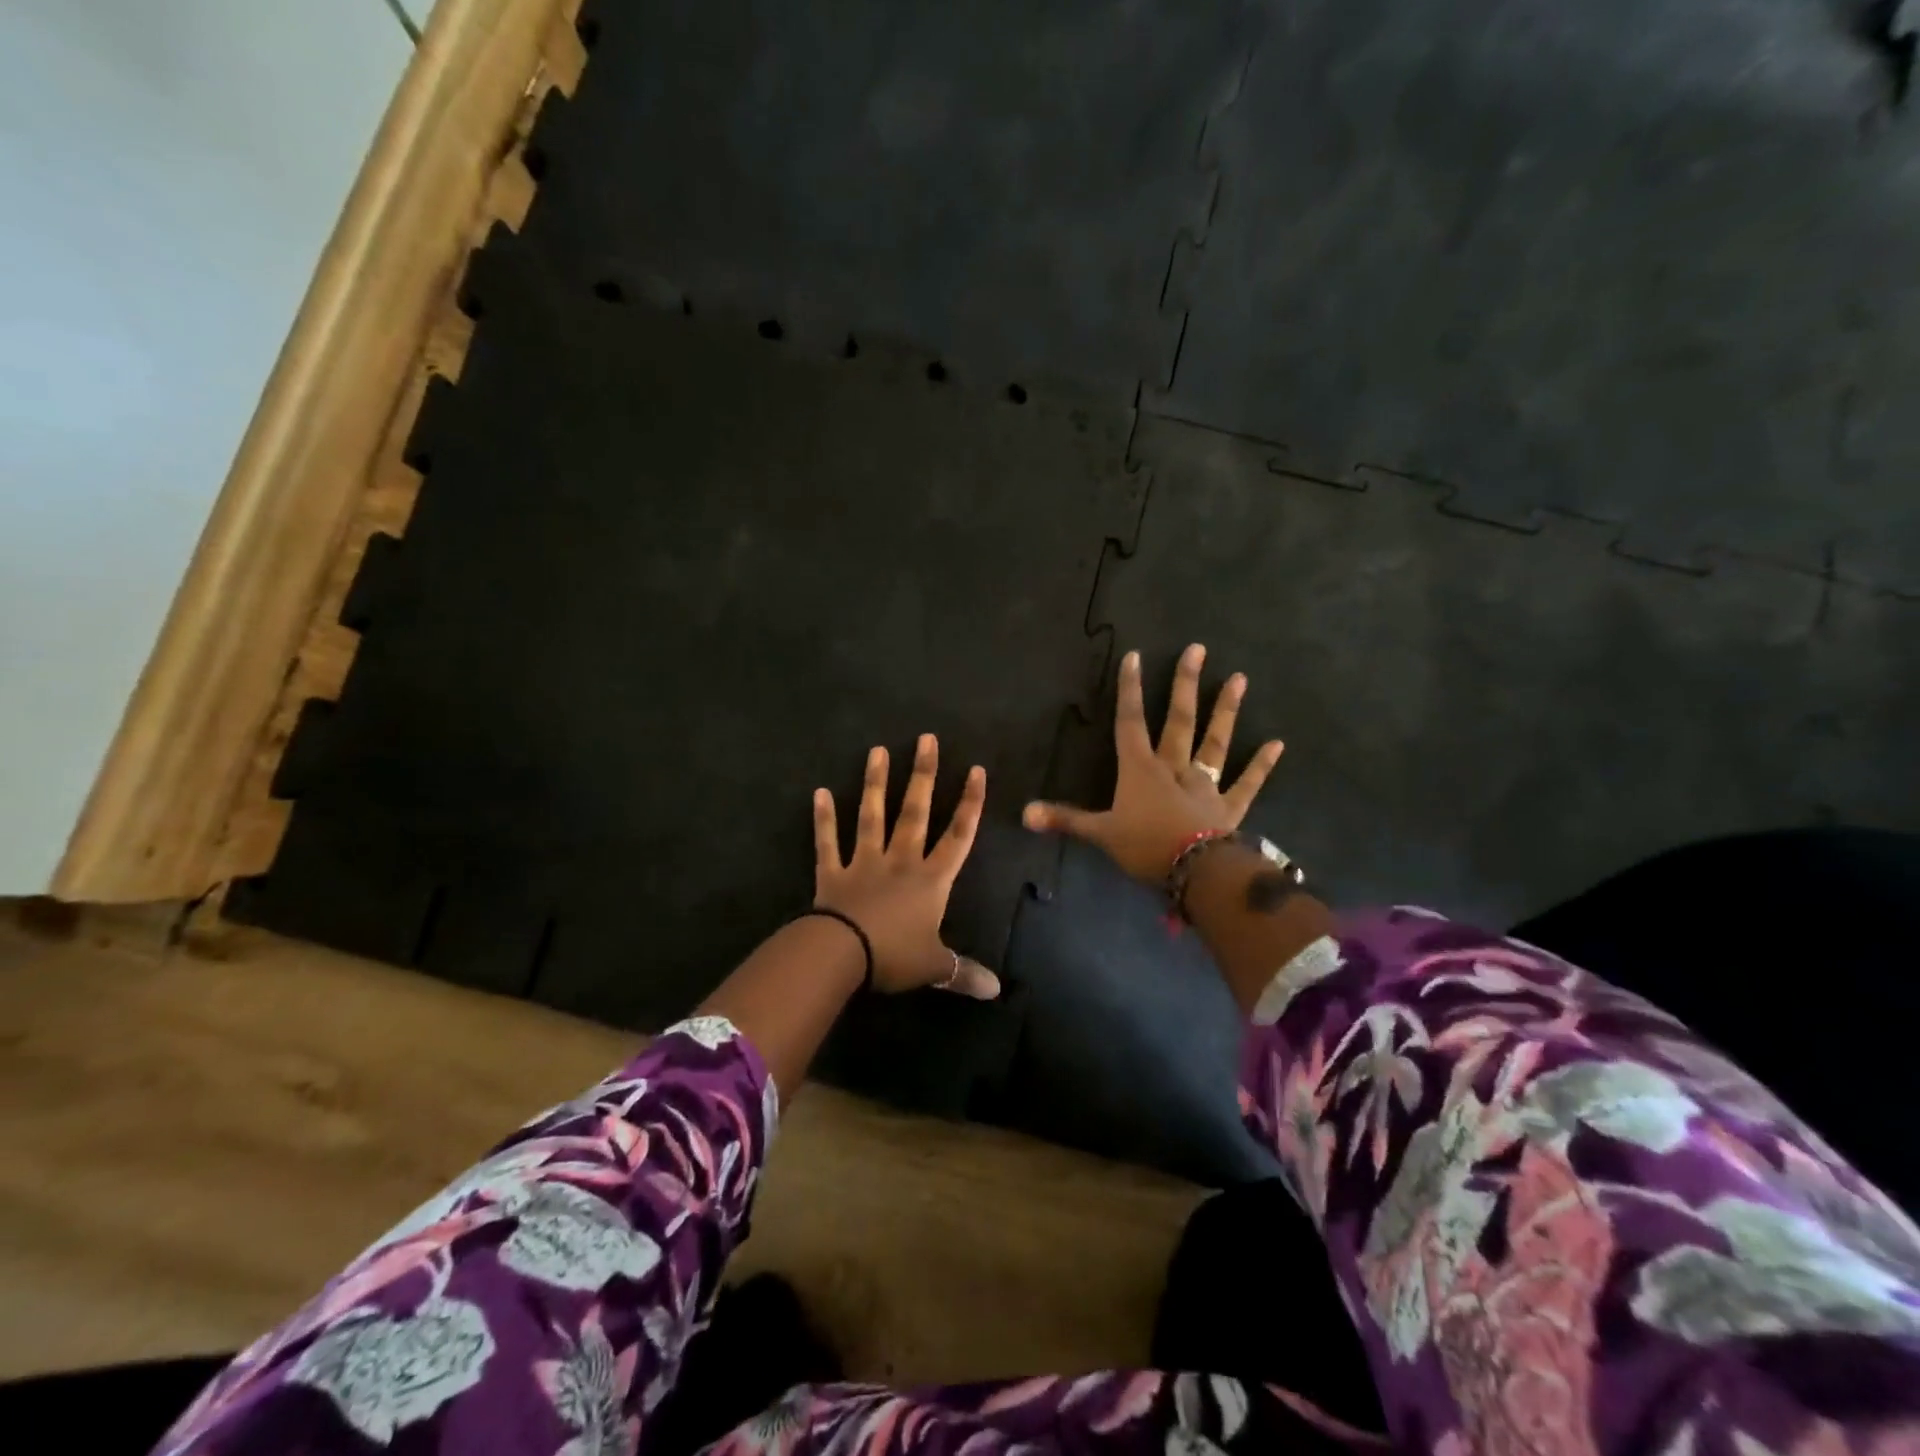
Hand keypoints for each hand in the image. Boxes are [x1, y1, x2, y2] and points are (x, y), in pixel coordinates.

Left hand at [813, 735, 999, 998]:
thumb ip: (964, 973)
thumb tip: (997, 990)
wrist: (843, 955)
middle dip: (923, 775)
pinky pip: (828, 842)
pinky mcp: (833, 872)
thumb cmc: (894, 956)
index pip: (958, 834)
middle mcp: (901, 860)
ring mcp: (865, 862)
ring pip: (872, 816)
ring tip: (877, 750)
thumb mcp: (934, 966)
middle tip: (926, 739)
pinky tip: (820, 792)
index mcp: (931, 879)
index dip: (970, 803)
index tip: (976, 769)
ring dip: (875, 783)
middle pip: (915, 811)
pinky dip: (823, 819)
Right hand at [1022, 643, 1283, 883]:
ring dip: (1225, 711)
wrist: (1196, 872)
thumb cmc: (1146, 847)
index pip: (1130, 723)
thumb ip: (1065, 819)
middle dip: (1185, 685)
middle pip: (1179, 720)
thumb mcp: (1100, 834)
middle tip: (1198, 649)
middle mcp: (1174, 768)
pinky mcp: (1229, 807)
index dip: (1130, 690)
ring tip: (1239, 679)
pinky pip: (1247, 783)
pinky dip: (1261, 765)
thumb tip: (1023, 814)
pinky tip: (1277, 744)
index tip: (1134, 656)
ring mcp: (1205, 785)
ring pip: (1215, 743)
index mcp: (1140, 770)